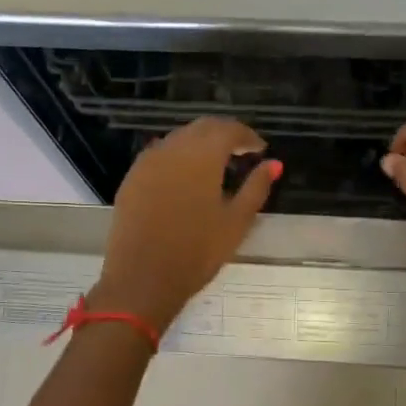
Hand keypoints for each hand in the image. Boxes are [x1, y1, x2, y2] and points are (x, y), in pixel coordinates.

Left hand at [94, 117, 280, 327]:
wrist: (142, 278)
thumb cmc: (197, 252)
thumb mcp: (236, 222)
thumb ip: (256, 187)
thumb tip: (274, 163)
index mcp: (202, 155)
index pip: (228, 129)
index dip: (247, 136)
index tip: (260, 149)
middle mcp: (172, 149)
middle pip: (202, 128)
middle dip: (224, 134)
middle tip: (241, 152)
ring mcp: (147, 162)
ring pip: (178, 138)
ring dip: (200, 144)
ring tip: (216, 165)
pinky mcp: (131, 178)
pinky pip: (160, 155)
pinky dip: (178, 157)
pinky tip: (186, 178)